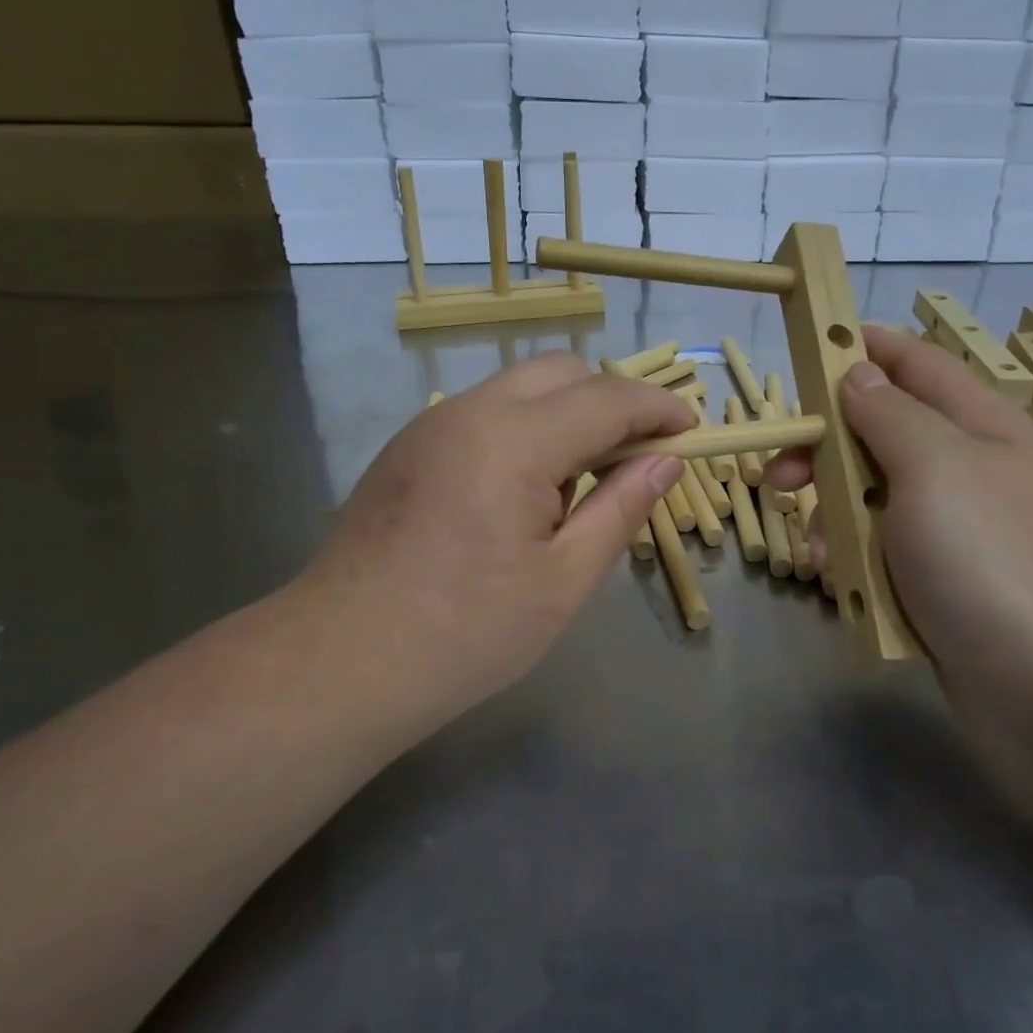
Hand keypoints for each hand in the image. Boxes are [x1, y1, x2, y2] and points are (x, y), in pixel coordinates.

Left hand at [298, 354, 691, 735]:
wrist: (342, 660)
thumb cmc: (466, 633)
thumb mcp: (565, 580)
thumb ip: (622, 507)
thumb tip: (666, 460)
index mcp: (514, 441)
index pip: (608, 397)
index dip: (658, 408)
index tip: (690, 431)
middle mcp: (470, 411)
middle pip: (562, 371)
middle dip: (611, 400)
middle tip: (636, 458)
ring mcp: (431, 424)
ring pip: (520, 387)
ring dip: (566, 413)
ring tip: (577, 486)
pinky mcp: (408, 445)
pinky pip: (485, 412)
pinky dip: (525, 427)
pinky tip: (522, 492)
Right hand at [767, 326, 1032, 711]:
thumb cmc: (988, 556)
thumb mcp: (934, 465)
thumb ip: (889, 414)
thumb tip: (858, 374)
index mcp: (977, 423)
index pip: (914, 363)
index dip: (863, 350)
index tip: (809, 352)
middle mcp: (965, 467)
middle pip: (880, 433)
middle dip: (826, 449)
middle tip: (780, 475)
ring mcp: (952, 527)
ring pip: (871, 496)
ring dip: (833, 514)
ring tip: (814, 548)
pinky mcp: (937, 577)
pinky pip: (880, 549)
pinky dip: (852, 558)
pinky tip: (835, 580)